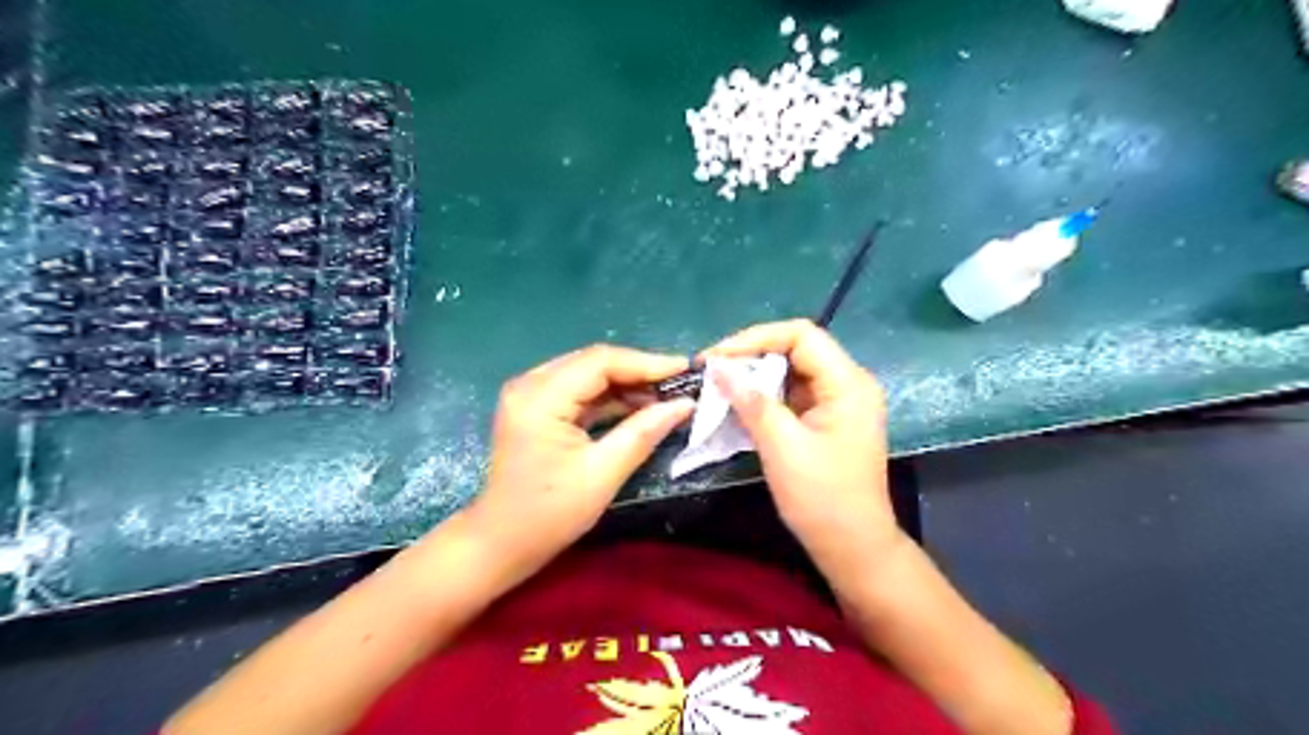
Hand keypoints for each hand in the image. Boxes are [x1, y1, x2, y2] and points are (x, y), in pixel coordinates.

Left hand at [468, 348, 695, 577]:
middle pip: (594, 362)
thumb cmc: (548, 514)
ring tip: (666, 396)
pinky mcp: (536, 407)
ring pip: (588, 374)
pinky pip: (579, 390)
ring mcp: (530, 394)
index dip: (647, 363)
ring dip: (627, 383)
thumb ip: (643, 433)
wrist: (500, 543)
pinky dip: (610, 396)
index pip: (600, 362)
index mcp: (540, 397)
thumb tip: (685, 404)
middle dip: (640, 371)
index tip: (687, 370)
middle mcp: (530, 384)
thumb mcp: (602, 474)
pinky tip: (639, 406)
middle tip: (681, 383)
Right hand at [702, 320, 908, 582]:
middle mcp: (848, 383)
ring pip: (791, 371)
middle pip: (796, 349)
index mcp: (848, 383)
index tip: (718, 357)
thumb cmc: (822, 499)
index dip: (756, 338)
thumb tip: (718, 367)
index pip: (801, 335)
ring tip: (719, 386)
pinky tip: (738, 405)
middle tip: (712, 371)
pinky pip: (792, 394)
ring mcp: (838, 402)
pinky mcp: (826, 420)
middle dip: (752, 356)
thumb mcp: (782, 447)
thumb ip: (751, 401)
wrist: (853, 548)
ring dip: (755, 377)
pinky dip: (764, 396)